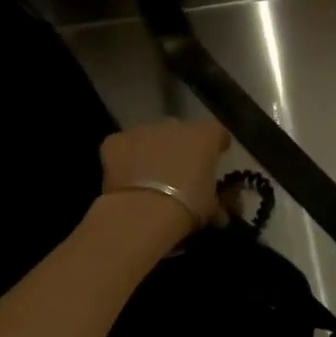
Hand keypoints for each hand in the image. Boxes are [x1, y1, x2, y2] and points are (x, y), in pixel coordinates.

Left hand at [101, 119, 229, 233]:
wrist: (144, 211)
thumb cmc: (188, 205)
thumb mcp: (211, 205)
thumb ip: (216, 198)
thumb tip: (219, 211)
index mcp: (206, 135)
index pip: (217, 133)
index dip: (216, 145)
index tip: (215, 158)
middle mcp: (176, 125)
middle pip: (181, 131)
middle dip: (181, 146)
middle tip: (179, 170)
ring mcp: (143, 130)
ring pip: (150, 136)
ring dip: (152, 150)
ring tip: (150, 176)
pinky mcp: (116, 140)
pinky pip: (123, 145)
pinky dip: (125, 158)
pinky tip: (126, 178)